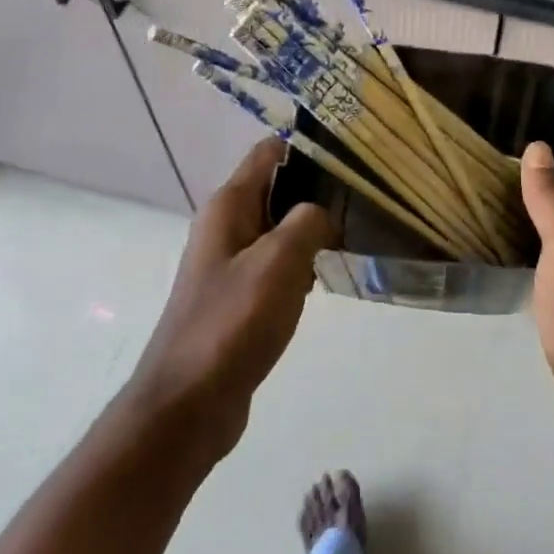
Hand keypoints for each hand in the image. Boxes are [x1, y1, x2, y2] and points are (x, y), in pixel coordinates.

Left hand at [124, 138, 333, 460]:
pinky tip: (325, 278)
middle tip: (364, 204)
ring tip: (354, 238)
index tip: (354, 161)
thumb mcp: (279, 261)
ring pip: (280, 228)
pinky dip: (301, 264)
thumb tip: (324, 212)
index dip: (310, 150)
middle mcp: (226, 226)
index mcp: (229, 206)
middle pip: (278, 188)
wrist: (189, 403)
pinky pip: (276, 264)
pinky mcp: (238, 296)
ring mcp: (230, 263)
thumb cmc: (233, 322)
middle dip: (318, 193)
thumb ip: (308, 221)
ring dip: (313, 231)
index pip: (270, 152)